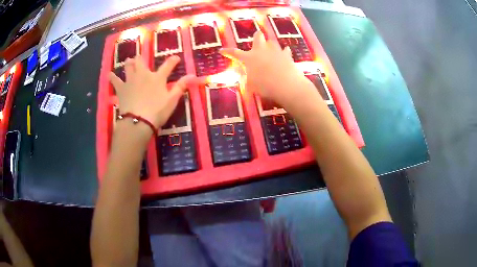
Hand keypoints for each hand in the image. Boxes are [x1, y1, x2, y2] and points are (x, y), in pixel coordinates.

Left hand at [109, 55, 195, 128]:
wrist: (138, 121)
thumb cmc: (157, 111)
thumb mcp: (172, 100)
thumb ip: (181, 86)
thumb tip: (193, 75)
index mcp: (157, 78)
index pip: (168, 66)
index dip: (173, 61)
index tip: (176, 58)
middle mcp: (143, 75)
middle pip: (141, 62)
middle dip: (141, 58)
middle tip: (139, 57)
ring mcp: (130, 81)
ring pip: (128, 67)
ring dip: (128, 63)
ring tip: (128, 61)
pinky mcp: (121, 89)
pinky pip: (115, 81)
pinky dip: (112, 77)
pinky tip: (109, 74)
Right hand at [220, 31, 315, 109]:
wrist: (286, 85)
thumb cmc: (264, 86)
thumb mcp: (250, 85)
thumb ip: (246, 77)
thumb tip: (244, 74)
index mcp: (249, 58)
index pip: (235, 53)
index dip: (228, 52)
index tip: (221, 50)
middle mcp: (261, 51)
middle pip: (258, 38)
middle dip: (257, 36)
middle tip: (257, 36)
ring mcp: (275, 51)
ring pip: (272, 42)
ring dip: (270, 44)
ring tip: (270, 47)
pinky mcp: (287, 56)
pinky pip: (285, 51)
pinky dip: (284, 52)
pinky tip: (285, 52)